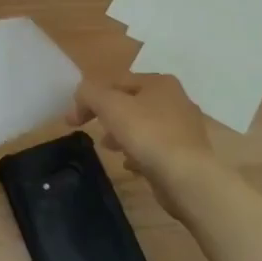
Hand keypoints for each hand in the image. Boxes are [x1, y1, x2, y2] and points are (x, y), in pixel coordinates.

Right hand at [69, 74, 225, 220]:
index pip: (116, 82)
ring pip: (143, 126)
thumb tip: (81, 96)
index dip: (90, 97)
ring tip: (110, 149)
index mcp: (160, 83)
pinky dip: (140, 154)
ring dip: (123, 135)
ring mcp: (184, 129)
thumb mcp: (109, 105)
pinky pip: (155, 149)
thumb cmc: (147, 133)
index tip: (73, 120)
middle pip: (131, 103)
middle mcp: (176, 100)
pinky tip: (130, 165)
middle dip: (108, 116)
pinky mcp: (187, 155)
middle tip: (93, 131)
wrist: (188, 178)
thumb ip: (89, 93)